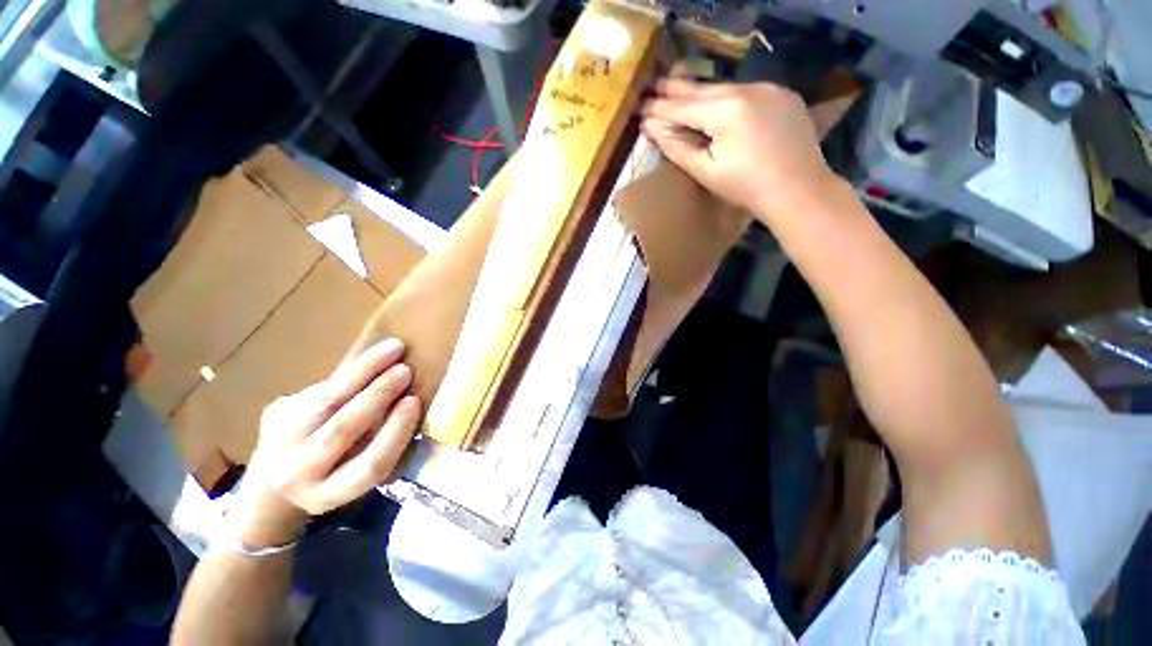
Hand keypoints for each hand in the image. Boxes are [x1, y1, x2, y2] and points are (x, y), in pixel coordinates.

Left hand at [231, 338, 421, 546]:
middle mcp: (296, 474)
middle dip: (378, 395)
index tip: (414, 401)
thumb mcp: (360, 475)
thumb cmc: (336, 475)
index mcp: (327, 495)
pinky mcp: (275, 412)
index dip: (394, 432)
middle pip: (341, 430)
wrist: (275, 481)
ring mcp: (277, 441)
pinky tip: (372, 358)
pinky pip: (321, 386)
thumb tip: (414, 408)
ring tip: (392, 349)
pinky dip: (352, 371)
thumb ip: (384, 448)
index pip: (368, 465)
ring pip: (325, 400)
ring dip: (364, 371)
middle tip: (405, 370)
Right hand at [641, 79, 837, 222]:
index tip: (640, 107)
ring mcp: (769, 88)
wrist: (799, 190)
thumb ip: (677, 146)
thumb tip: (651, 127)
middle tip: (654, 85)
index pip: (683, 107)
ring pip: (724, 88)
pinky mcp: (783, 95)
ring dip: (700, 92)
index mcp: (725, 110)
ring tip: (678, 89)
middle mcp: (747, 89)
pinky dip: (726, 97)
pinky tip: (716, 102)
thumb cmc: (746, 187)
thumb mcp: (705, 171)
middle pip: (703, 89)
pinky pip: (746, 92)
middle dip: (676, 90)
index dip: (660, 108)